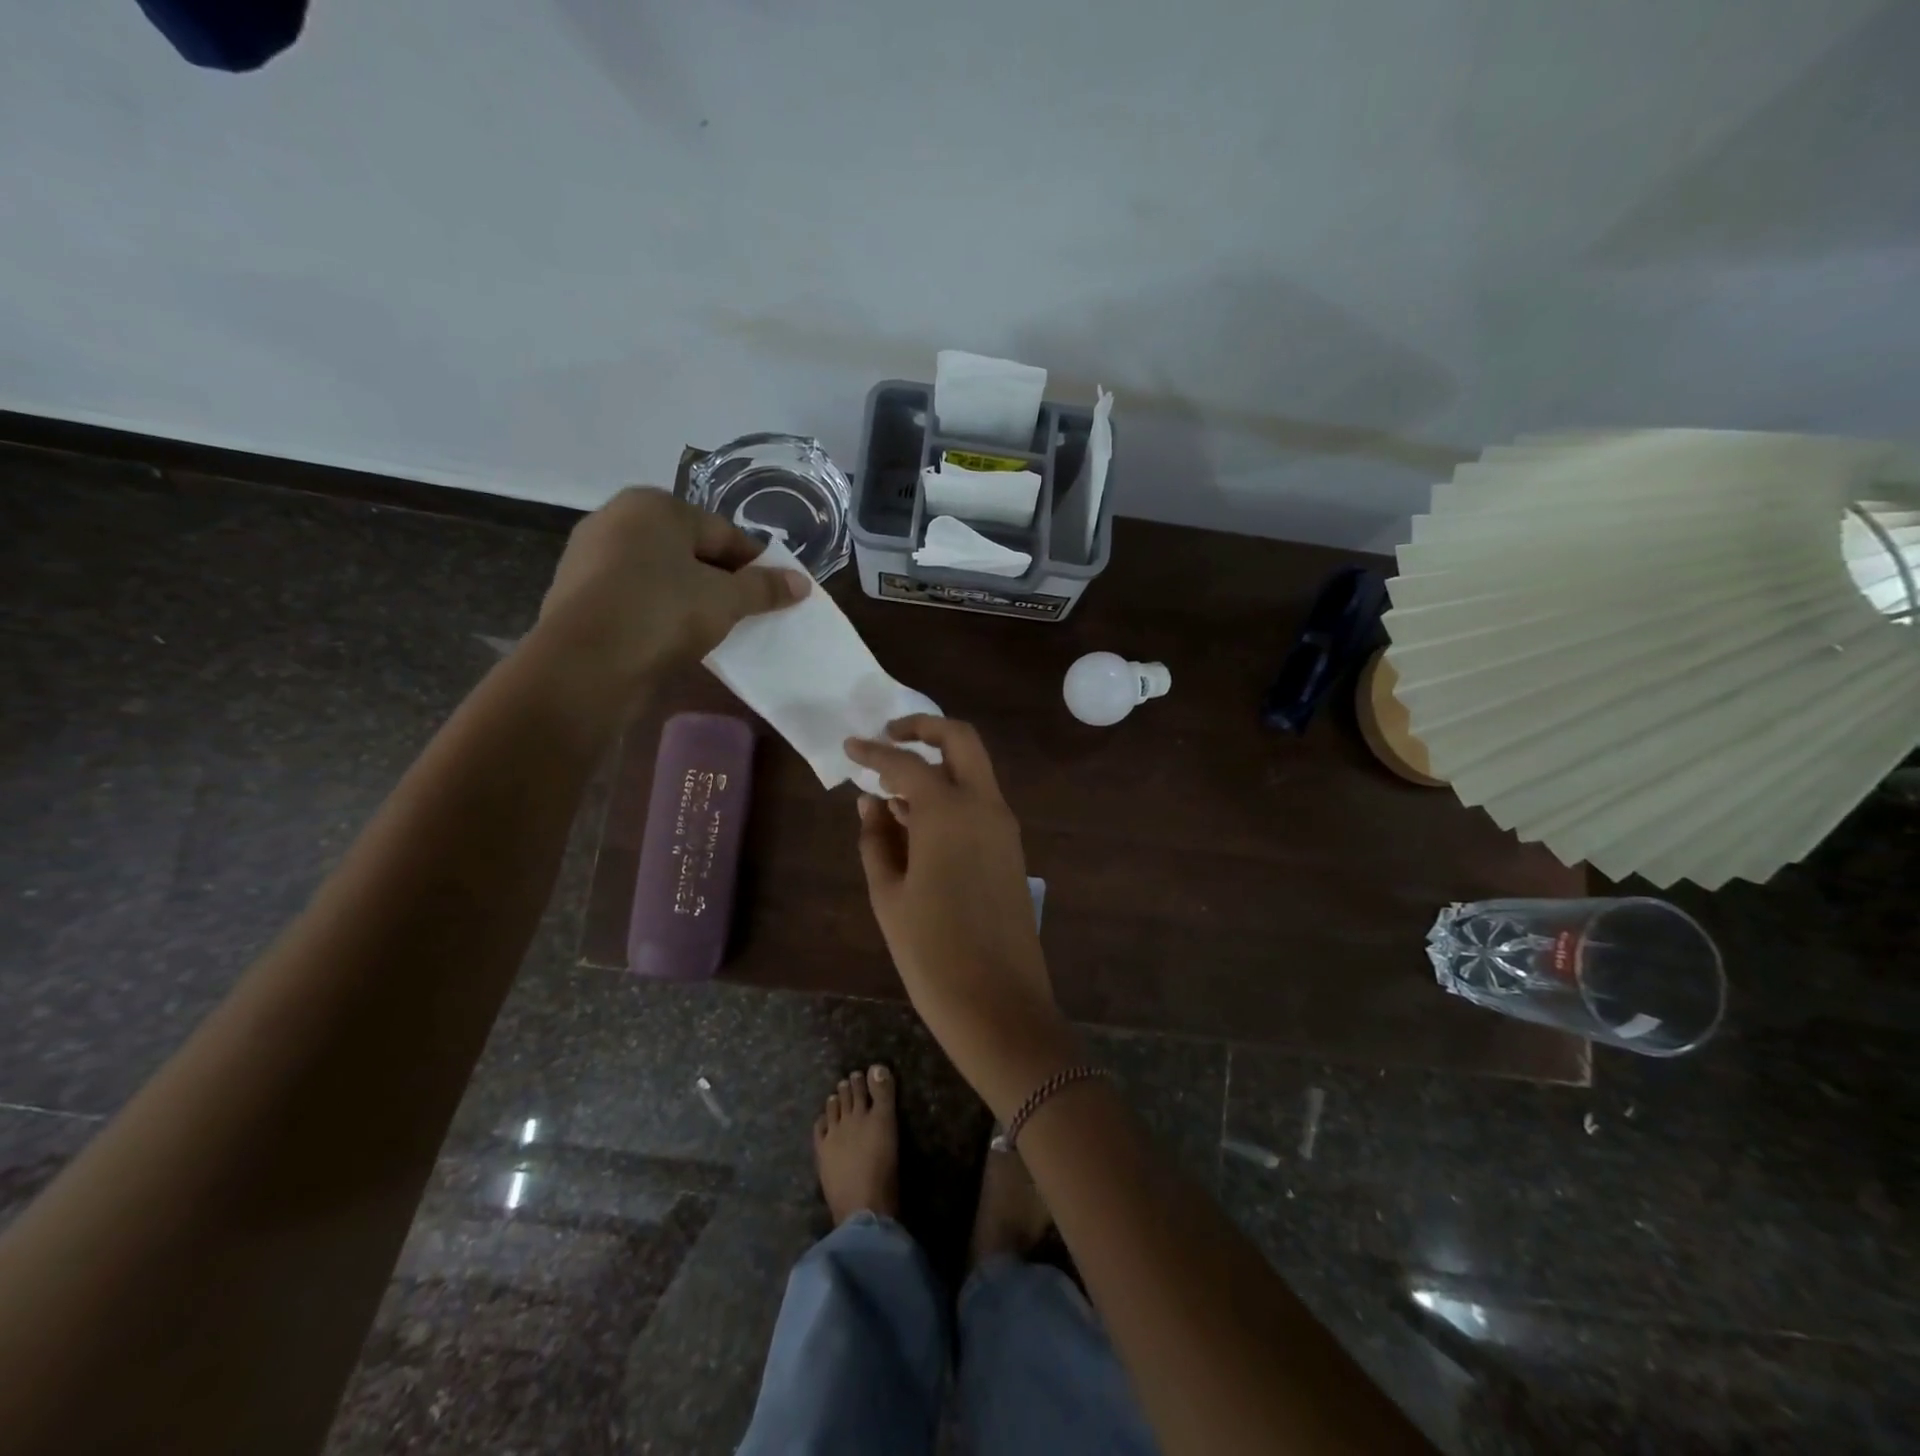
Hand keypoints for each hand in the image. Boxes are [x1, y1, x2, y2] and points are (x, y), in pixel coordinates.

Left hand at [535, 488, 808, 693]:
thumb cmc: (662, 613)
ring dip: (691, 596)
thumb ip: (765, 588)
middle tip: (749, 612)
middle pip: (690, 550)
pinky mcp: (577, 592)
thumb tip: (802, 583)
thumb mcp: (726, 600)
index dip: (756, 563)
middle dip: (723, 579)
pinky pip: (635, 594)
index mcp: (655, 506)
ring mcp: (590, 555)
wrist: (584, 663)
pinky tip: (675, 636)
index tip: (778, 592)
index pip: (723, 532)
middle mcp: (617, 518)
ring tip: (716, 628)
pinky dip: (659, 609)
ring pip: (661, 573)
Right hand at [848, 717, 1080, 1115]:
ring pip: (974, 770)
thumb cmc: (932, 952)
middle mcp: (984, 806)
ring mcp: (1004, 827)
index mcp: (949, 812)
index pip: (906, 763)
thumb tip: (870, 802)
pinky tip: (918, 820)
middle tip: (888, 737)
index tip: (849, 746)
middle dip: (924, 728)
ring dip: (938, 765)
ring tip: (891, 789)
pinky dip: (951, 794)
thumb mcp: (889, 895)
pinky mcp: (1011, 850)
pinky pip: (980, 802)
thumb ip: (876, 839)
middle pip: (961, 740)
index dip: (873, 752)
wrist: (999, 1004)